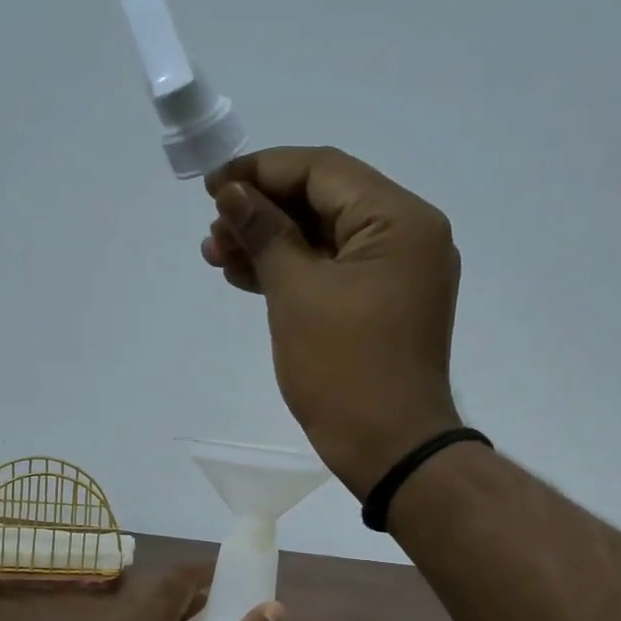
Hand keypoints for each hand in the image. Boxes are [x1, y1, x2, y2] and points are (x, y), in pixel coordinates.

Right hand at [201, 147, 461, 497]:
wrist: (390, 449)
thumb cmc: (345, 369)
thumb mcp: (297, 294)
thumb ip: (265, 234)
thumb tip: (233, 194)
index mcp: (400, 220)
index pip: (323, 171)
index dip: (262, 171)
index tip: (212, 187)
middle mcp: (408, 235)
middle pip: (324, 202)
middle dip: (262, 212)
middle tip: (212, 232)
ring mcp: (397, 273)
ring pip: (324, 239)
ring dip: (271, 244)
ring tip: (217, 256)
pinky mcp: (383, 305)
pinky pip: (333, 272)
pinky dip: (292, 272)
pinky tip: (245, 276)